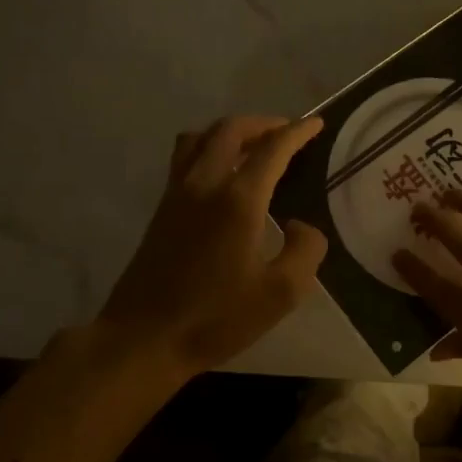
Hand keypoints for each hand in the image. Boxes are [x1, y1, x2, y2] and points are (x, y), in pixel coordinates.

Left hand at [97, 116, 327, 378]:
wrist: (146, 337)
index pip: (272, 148)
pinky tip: (221, 175)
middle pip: (230, 130)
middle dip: (263, 124)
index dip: (297, 132)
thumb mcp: (281, 293)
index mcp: (238, 200)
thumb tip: (302, 225)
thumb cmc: (217, 318)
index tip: (316, 124)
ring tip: (252, 146)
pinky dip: (207, 149)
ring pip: (200, 138)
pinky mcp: (161, 210)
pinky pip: (184, 159)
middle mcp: (204, 184)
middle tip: (286, 132)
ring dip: (230, 132)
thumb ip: (305, 251)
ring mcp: (176, 194)